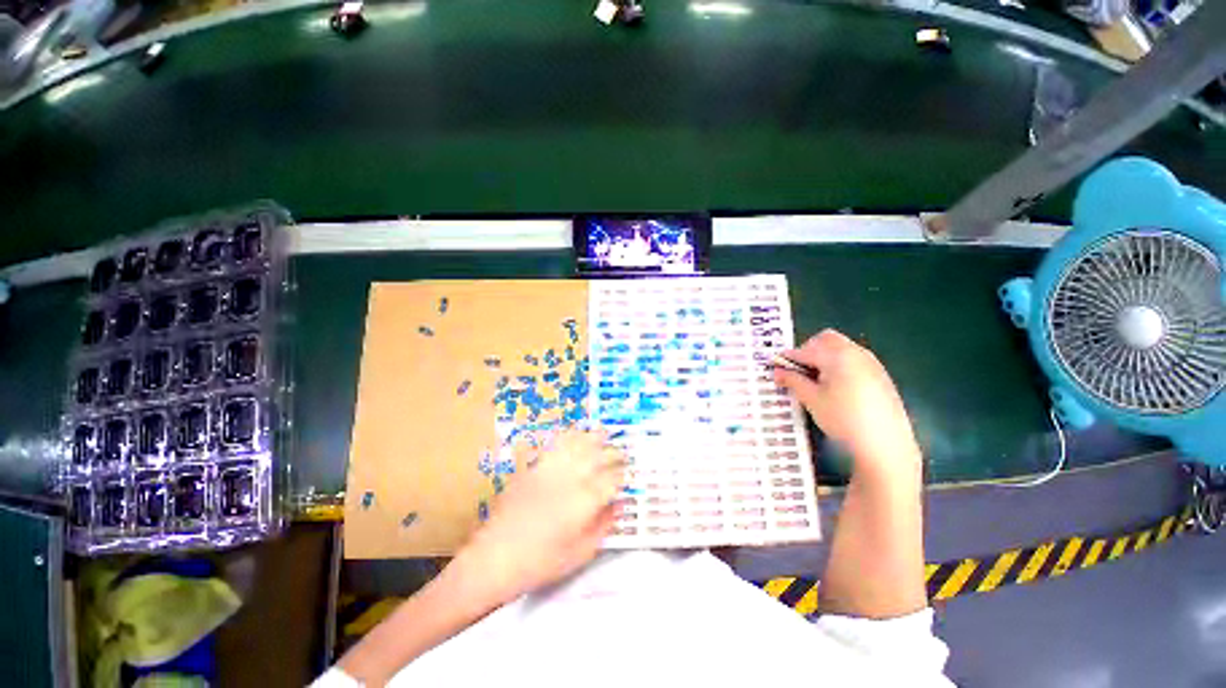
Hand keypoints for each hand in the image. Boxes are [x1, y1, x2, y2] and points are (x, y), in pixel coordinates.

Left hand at [457, 429, 626, 600]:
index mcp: (586, 500)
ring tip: (603, 433)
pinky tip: (575, 434)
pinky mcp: (535, 467)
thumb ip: (603, 526)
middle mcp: (572, 478)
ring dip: (593, 437)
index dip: (623, 475)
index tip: (629, 474)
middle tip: (621, 453)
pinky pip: (556, 445)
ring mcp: (552, 469)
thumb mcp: (581, 553)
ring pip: (578, 444)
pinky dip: (569, 437)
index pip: (613, 479)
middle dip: (613, 452)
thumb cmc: (541, 562)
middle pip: (599, 456)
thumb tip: (618, 505)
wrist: (495, 557)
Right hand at [773, 329, 920, 474]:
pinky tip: (836, 388)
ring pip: (841, 348)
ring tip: (815, 381)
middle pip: (826, 340)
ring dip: (824, 357)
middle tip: (798, 371)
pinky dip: (839, 365)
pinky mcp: (880, 375)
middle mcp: (856, 352)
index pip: (804, 350)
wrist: (886, 445)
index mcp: (837, 355)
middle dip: (808, 350)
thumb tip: (777, 372)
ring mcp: (871, 363)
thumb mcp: (812, 399)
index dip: (787, 358)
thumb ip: (793, 381)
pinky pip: (854, 359)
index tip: (774, 367)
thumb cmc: (843, 419)